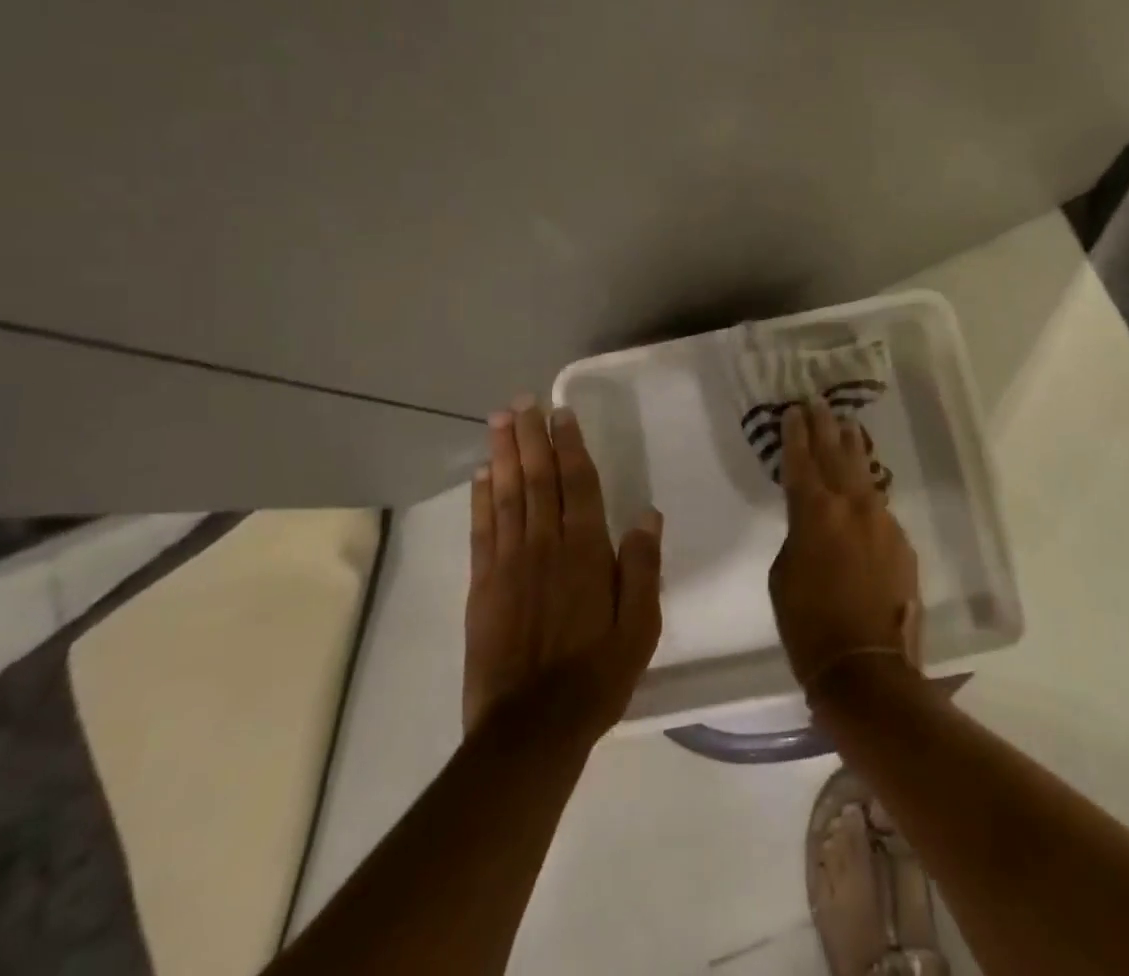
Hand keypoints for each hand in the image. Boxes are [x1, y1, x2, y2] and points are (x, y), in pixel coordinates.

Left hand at [463, 397, 663, 741]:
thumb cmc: (595, 675)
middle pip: (537, 479)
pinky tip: (480, 475)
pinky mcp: (482, 585)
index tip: (560, 413)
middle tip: (521, 401)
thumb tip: (648, 514)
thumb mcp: (640, 626)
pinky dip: (480, 498)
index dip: (569, 445)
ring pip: (506, 495)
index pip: (577, 483)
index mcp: (586, 551)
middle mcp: (545, 545)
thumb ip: (642, 566)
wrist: (530, 729)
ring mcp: (509, 563)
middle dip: (529, 436)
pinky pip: (481, 530)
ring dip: (503, 454)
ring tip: (498, 420)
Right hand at [769, 397, 921, 692]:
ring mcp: (882, 521)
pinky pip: (879, 507)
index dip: (795, 434)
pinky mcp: (902, 542)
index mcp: (814, 512)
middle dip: (825, 427)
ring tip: (847, 426)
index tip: (793, 411)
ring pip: (864, 474)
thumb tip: (812, 523)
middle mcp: (851, 506)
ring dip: (852, 449)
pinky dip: (867, 492)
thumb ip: (797, 535)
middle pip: (836, 454)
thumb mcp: (783, 575)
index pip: (801, 460)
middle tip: (818, 403)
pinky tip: (864, 486)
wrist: (867, 669)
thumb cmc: (809, 626)